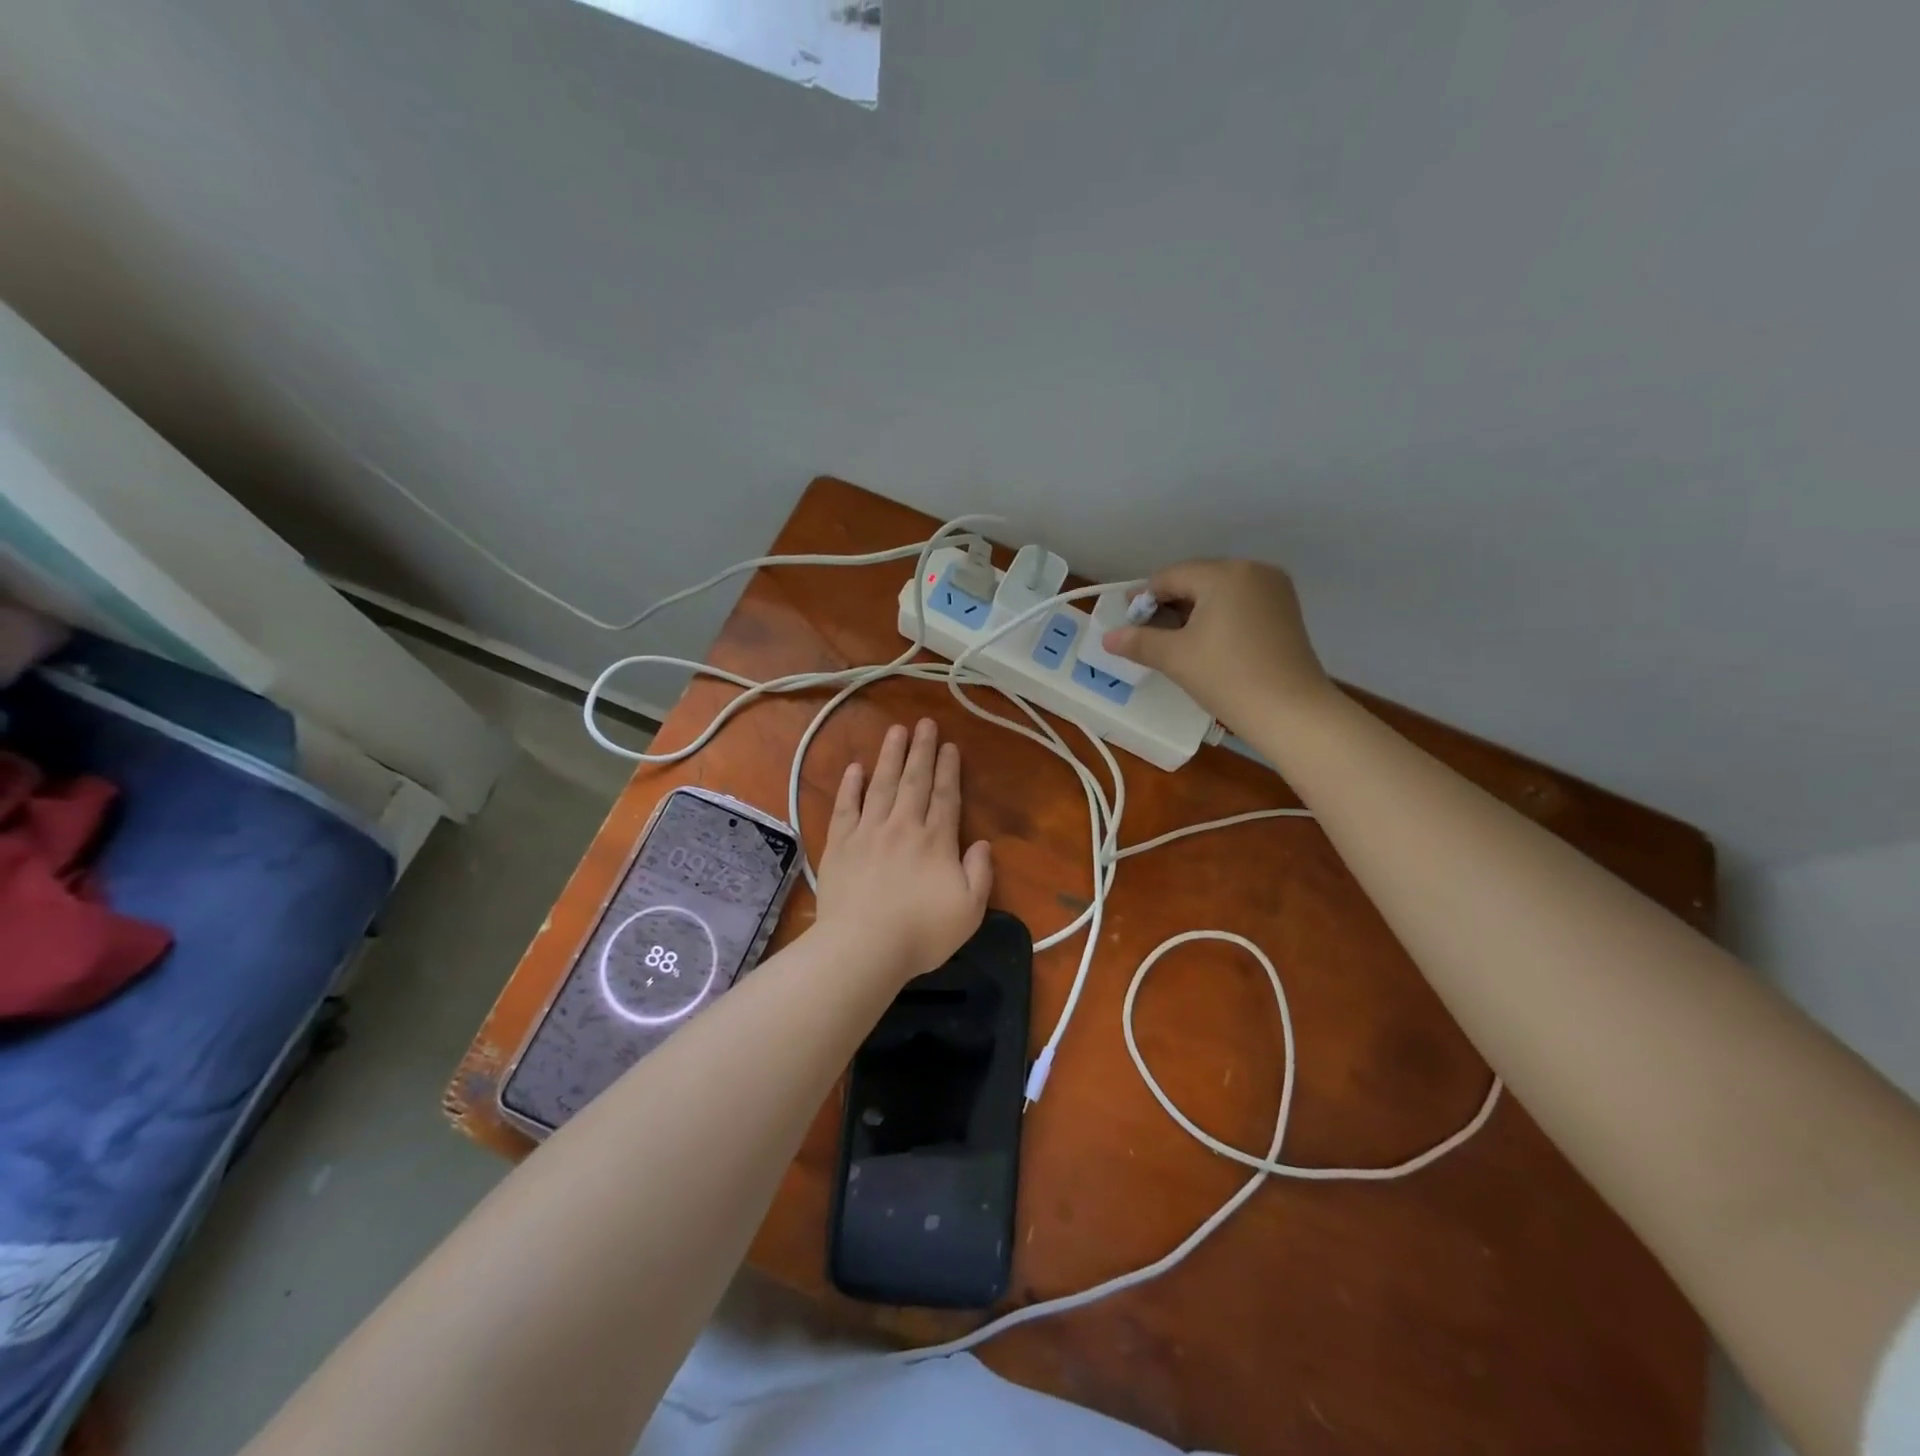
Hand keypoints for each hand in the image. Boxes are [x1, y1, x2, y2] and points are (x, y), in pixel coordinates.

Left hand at [812, 719, 993, 982]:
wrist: (863, 947)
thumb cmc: (921, 933)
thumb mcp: (969, 910)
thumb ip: (980, 873)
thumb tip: (982, 844)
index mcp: (936, 841)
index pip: (945, 796)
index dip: (949, 770)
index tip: (950, 746)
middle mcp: (903, 826)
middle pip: (914, 781)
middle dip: (922, 750)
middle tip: (925, 724)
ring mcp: (868, 832)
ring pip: (881, 784)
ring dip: (890, 756)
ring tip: (896, 731)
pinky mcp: (840, 844)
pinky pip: (846, 807)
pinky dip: (851, 786)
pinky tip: (855, 767)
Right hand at [1101, 559, 1333, 732]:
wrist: (1291, 711)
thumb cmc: (1227, 677)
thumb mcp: (1175, 658)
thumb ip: (1138, 641)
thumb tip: (1107, 637)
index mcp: (1223, 574)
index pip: (1169, 577)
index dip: (1142, 599)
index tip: (1127, 626)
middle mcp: (1252, 570)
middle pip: (1196, 580)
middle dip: (1169, 605)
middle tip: (1148, 637)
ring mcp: (1274, 589)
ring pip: (1219, 593)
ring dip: (1193, 612)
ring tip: (1176, 643)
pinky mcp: (1286, 611)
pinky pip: (1241, 604)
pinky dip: (1219, 618)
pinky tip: (1208, 645)